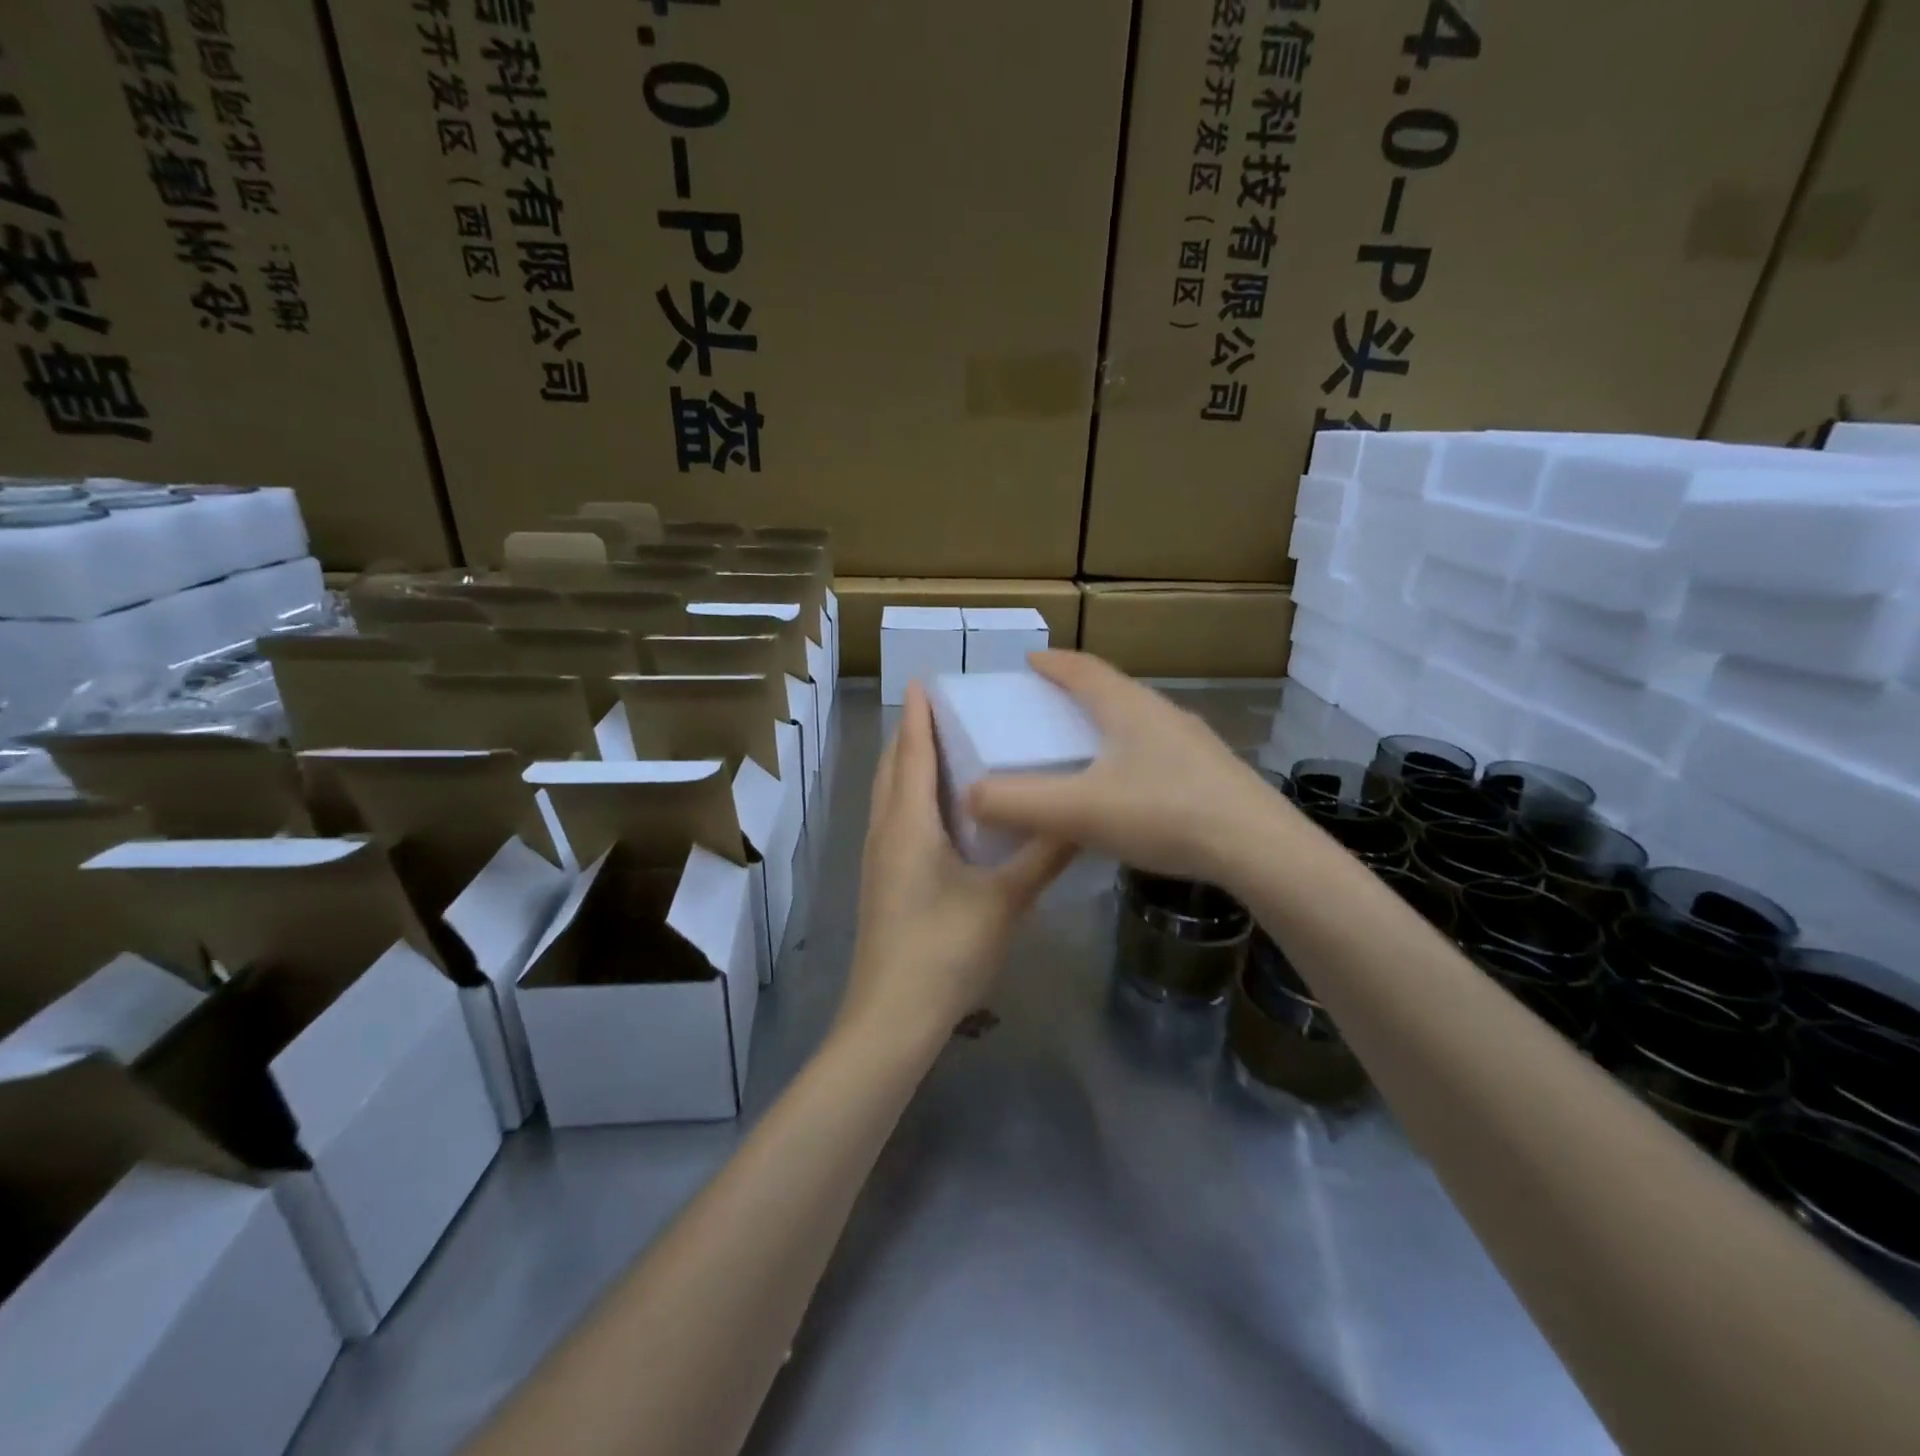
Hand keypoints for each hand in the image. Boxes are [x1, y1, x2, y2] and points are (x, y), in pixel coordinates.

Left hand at [839, 682, 1072, 1053]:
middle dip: (911, 735)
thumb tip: (1082, 817)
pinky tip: (939, 812)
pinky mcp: (882, 882)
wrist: (893, 1016)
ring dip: (907, 766)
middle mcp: (885, 831)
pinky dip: (909, 798)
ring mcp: (878, 859)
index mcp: (908, 824)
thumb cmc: (946, 950)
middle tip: (944, 710)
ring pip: (888, 796)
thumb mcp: (1005, 900)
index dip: (918, 715)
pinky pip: (892, 821)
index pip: (911, 753)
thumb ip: (1044, 856)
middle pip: (892, 769)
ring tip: (943, 749)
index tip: (924, 680)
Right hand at [966, 651, 1291, 885]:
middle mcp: (1161, 713)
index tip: (1028, 661)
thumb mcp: (1078, 811)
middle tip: (1045, 710)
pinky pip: (1158, 750)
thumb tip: (969, 796)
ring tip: (1082, 749)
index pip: (1082, 669)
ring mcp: (1192, 742)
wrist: (1258, 847)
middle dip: (1076, 693)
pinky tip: (1127, 789)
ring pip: (1138, 721)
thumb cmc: (1163, 813)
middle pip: (1112, 690)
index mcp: (1127, 707)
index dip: (1051, 663)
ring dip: (1106, 725)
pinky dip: (1130, 755)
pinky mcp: (1211, 772)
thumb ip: (1018, 803)